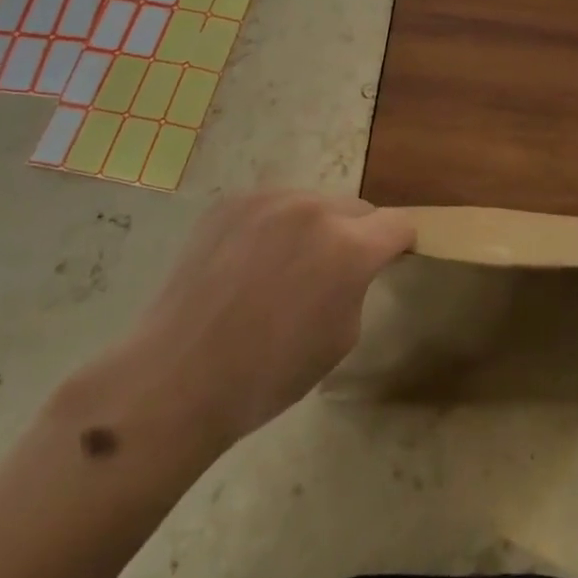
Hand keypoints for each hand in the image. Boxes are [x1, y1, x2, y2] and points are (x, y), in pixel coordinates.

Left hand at [102, 192, 414, 455]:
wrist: (178, 377)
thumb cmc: (269, 374)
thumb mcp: (341, 337)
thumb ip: (357, 285)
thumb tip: (353, 266)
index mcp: (348, 247)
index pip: (397, 224)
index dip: (400, 245)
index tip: (391, 261)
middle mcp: (312, 209)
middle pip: (357, 208)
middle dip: (357, 234)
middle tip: (333, 272)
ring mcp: (267, 200)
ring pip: (313, 203)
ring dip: (314, 227)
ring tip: (284, 268)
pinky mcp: (230, 203)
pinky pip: (272, 206)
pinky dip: (274, 227)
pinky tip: (248, 264)